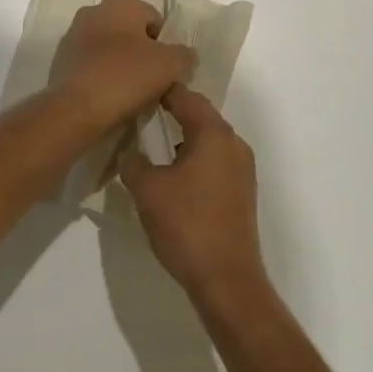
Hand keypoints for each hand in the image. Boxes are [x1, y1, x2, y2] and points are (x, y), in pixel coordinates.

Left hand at [45, 0, 196, 136]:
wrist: (74, 110)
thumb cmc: (125, 77)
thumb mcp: (170, 65)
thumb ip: (184, 55)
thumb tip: (184, 56)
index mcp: (120, 3)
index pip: (154, 18)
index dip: (166, 45)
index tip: (168, 70)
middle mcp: (93, 11)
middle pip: (130, 33)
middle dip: (143, 55)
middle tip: (153, 83)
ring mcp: (73, 36)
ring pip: (109, 50)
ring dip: (121, 67)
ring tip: (131, 96)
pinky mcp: (60, 62)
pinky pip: (92, 67)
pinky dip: (102, 79)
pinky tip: (109, 100)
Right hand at [120, 86, 270, 316]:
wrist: (227, 281)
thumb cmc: (187, 225)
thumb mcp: (148, 190)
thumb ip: (134, 163)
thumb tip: (130, 152)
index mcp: (213, 133)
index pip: (185, 96)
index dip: (160, 90)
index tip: (137, 89)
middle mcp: (233, 143)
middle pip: (200, 114)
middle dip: (172, 112)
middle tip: (141, 113)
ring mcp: (242, 169)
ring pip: (208, 139)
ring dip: (184, 137)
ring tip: (153, 145)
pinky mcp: (242, 192)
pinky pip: (215, 161)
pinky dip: (195, 158)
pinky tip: (175, 177)